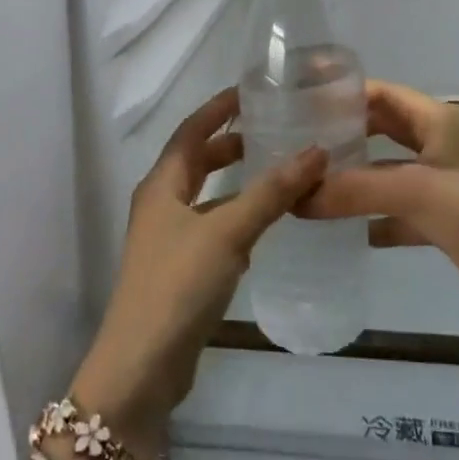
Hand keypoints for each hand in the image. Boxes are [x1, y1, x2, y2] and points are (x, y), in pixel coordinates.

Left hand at [70, 88, 325, 459]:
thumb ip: (271, 192)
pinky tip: (267, 225)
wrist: (141, 367)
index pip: (191, 130)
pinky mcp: (181, 270)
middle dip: (231, 144)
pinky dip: (238, 217)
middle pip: (197, 161)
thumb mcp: (227, 232)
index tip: (251, 92)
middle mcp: (161, 205)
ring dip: (238, 182)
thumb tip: (316, 150)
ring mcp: (169, 240)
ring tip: (280, 172)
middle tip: (274, 131)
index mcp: (162, 184)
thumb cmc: (178, 285)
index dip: (218, 109)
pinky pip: (214, 229)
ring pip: (208, 197)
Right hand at [302, 80, 458, 326]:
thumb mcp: (416, 190)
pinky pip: (398, 211)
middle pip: (383, 130)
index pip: (383, 94)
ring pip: (389, 173)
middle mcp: (441, 144)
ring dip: (356, 179)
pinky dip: (373, 217)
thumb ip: (355, 190)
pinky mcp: (444, 220)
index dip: (345, 93)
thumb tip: (297, 198)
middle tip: (299, 141)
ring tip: (310, 182)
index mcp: (440, 120)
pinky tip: (341, 228)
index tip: (302, 98)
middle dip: (346, 135)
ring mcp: (444, 183)